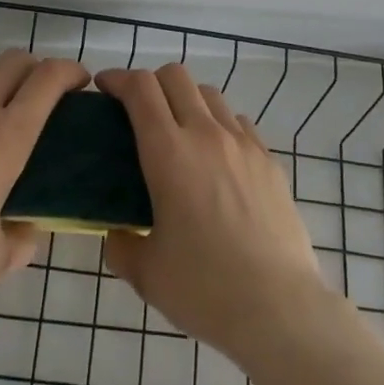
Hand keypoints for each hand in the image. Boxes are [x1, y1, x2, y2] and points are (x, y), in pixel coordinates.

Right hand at [98, 64, 327, 364]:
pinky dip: (219, 125)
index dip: (117, 78)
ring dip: (186, 101)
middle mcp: (206, 134)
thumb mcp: (146, 273)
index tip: (104, 87)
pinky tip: (216, 158)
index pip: (140, 88)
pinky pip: (238, 123)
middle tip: (137, 111)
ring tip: (179, 134)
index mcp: (168, 152)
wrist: (279, 308)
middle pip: (175, 76)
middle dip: (150, 82)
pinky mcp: (269, 160)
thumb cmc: (204, 288)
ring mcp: (243, 143)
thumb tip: (117, 233)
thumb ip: (121, 245)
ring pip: (209, 94)